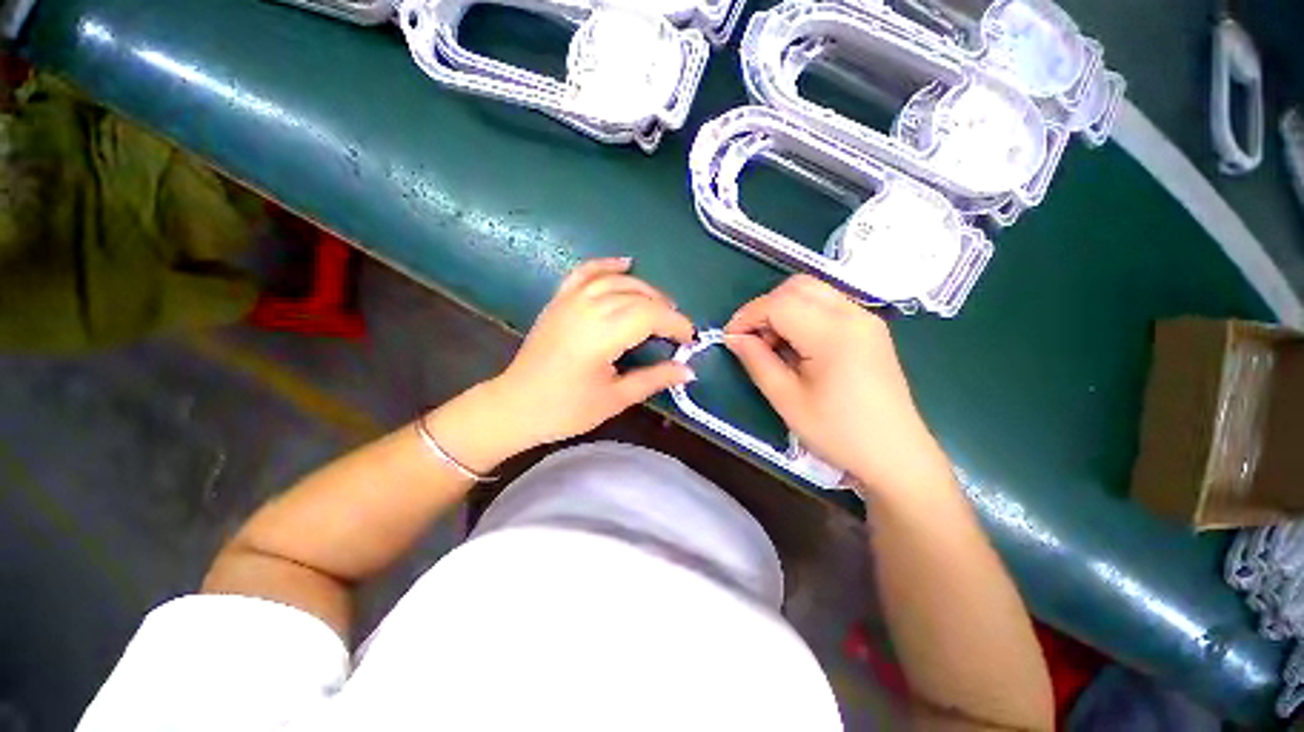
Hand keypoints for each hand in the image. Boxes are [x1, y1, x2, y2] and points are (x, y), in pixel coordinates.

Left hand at [489, 258, 694, 449]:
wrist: (515, 405)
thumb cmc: (566, 409)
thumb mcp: (615, 398)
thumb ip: (655, 379)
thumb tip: (689, 370)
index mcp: (601, 335)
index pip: (650, 315)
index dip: (676, 324)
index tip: (690, 341)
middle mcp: (587, 308)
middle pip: (638, 296)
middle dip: (665, 309)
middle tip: (677, 330)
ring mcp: (570, 300)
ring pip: (617, 281)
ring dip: (645, 289)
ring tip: (661, 305)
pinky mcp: (559, 299)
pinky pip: (586, 272)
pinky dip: (607, 265)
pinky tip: (626, 263)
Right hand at [724, 275, 945, 494]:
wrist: (895, 455)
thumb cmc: (838, 432)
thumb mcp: (786, 399)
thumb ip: (756, 361)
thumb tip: (734, 337)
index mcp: (833, 333)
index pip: (778, 304)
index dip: (747, 316)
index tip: (729, 338)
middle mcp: (853, 314)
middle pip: (796, 287)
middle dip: (765, 307)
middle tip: (751, 340)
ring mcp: (865, 319)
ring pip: (812, 291)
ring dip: (783, 309)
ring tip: (772, 344)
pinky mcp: (869, 328)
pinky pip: (827, 304)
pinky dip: (802, 314)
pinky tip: (796, 345)